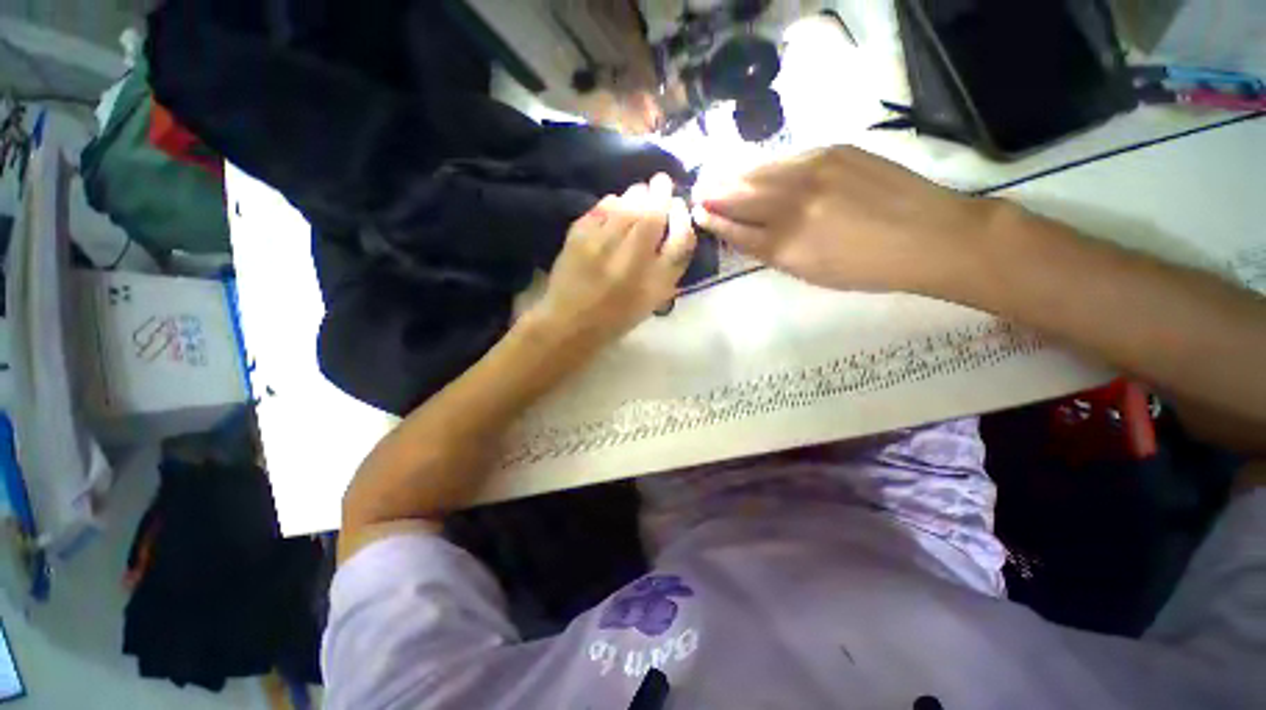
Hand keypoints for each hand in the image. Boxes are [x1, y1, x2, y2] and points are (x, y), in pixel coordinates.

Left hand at [525, 173, 696, 350]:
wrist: (570, 323)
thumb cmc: (616, 316)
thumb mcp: (652, 299)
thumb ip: (668, 266)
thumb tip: (676, 225)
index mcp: (654, 282)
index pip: (681, 238)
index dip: (682, 217)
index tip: (678, 205)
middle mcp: (631, 260)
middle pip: (654, 212)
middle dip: (660, 191)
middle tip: (661, 184)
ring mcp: (602, 245)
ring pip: (628, 203)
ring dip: (637, 194)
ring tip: (639, 195)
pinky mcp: (578, 236)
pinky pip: (602, 207)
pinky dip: (613, 203)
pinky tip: (614, 209)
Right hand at [693, 146, 995, 292]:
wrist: (928, 235)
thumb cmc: (867, 269)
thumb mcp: (809, 273)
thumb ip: (772, 252)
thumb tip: (745, 234)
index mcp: (786, 246)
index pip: (737, 230)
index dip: (715, 222)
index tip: (699, 215)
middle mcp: (792, 206)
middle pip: (740, 198)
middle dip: (715, 195)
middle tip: (699, 192)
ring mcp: (812, 173)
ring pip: (759, 173)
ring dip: (733, 176)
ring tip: (716, 177)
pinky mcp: (833, 152)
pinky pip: (785, 158)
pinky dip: (764, 165)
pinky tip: (754, 167)